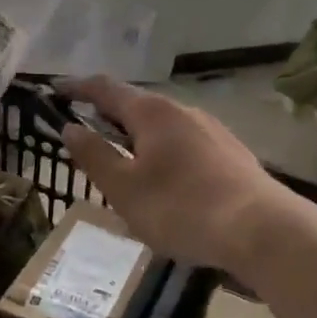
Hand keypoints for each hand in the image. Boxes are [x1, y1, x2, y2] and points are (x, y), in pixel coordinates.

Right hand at [58, 75, 298, 282]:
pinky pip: (185, 142)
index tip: (55, 89)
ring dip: (137, 136)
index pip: (105, 88)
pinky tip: (166, 179)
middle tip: (86, 133)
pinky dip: (163, 151)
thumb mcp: (124, 188)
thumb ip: (94, 155)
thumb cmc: (181, 208)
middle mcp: (182, 110)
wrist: (261, 230)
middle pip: (136, 104)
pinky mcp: (231, 152)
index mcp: (151, 112)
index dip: (77, 87)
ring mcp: (211, 129)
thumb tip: (70, 127)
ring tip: (124, 161)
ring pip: (163, 125)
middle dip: (108, 115)